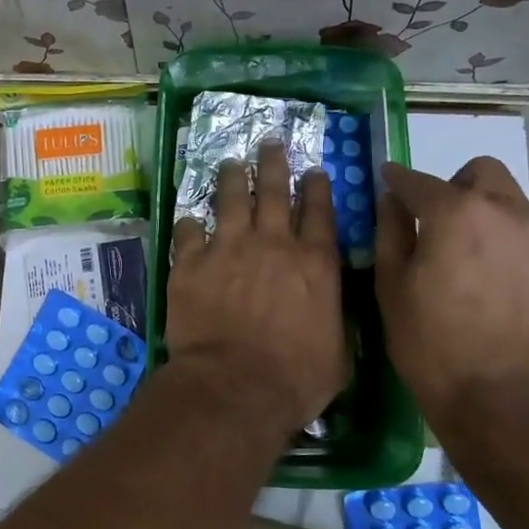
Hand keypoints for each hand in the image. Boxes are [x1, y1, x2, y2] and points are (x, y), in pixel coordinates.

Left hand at [167, 140, 346, 434]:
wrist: (235, 386)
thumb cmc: (296, 378)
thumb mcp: (339, 352)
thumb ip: (336, 318)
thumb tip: (334, 308)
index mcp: (314, 263)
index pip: (319, 212)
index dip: (317, 187)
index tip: (313, 170)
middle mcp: (272, 244)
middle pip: (273, 191)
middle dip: (273, 163)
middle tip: (269, 142)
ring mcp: (228, 248)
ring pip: (230, 199)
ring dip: (231, 177)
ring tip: (230, 163)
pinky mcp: (191, 262)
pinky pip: (188, 231)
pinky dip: (190, 224)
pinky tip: (189, 219)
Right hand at [376, 156, 528, 429]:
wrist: (509, 407)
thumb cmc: (433, 346)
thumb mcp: (392, 288)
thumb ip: (392, 231)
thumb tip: (394, 200)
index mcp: (458, 213)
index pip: (420, 181)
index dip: (400, 180)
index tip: (392, 183)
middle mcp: (513, 214)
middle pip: (485, 174)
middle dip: (461, 188)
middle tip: (448, 226)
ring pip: (521, 216)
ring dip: (499, 230)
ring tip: (489, 279)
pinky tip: (520, 306)